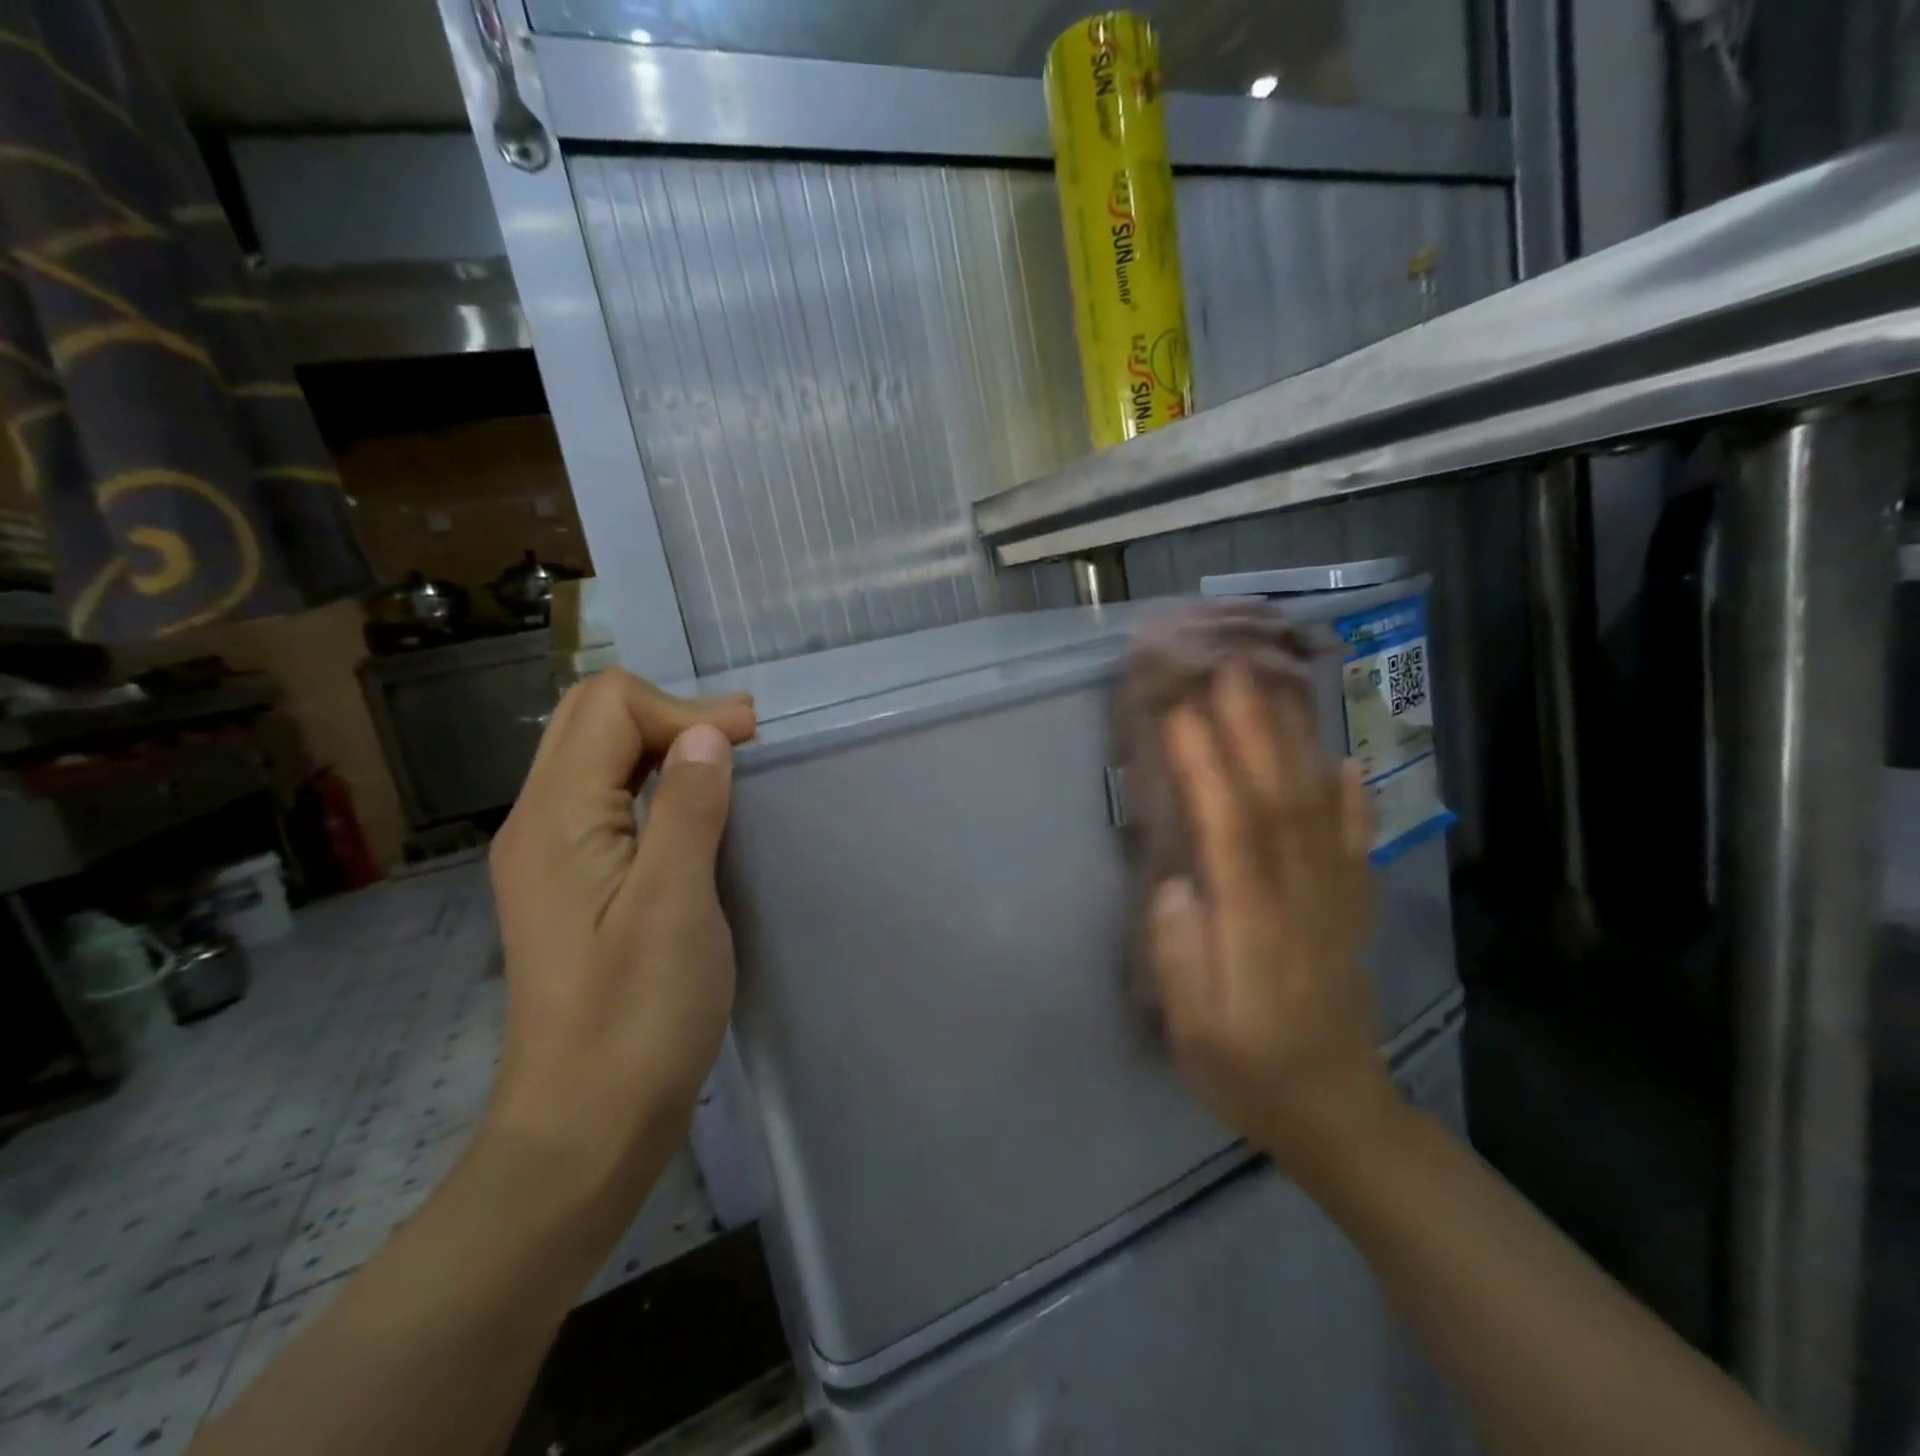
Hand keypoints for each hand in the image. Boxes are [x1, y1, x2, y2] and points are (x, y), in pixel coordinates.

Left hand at [486, 669, 755, 1192]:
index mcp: (555, 820)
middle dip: (673, 712)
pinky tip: (695, 805)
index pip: (610, 707)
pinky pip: (605, 797)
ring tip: (731, 758)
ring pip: (597, 754)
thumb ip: (687, 810)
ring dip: (664, 741)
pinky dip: (654, 778)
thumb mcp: (674, 908)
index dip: (685, 709)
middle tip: (745, 739)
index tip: (751, 742)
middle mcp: (537, 822)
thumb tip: (707, 734)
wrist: (584, 1128)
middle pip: (593, 718)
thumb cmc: (637, 1020)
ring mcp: (547, 853)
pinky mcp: (569, 881)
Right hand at [1149, 666, 1397, 1181]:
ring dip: (1295, 742)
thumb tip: (1176, 881)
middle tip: (1228, 668)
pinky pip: (1355, 840)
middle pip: (1277, 798)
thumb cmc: (1245, 1068)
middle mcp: (1300, 897)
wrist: (1338, 1111)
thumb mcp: (1191, 1026)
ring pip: (1316, 806)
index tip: (1179, 712)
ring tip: (1275, 687)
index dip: (1206, 768)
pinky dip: (1352, 795)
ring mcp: (1335, 898)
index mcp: (1253, 925)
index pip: (1229, 828)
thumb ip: (1179, 950)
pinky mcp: (1352, 906)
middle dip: (1252, 728)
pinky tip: (1345, 758)